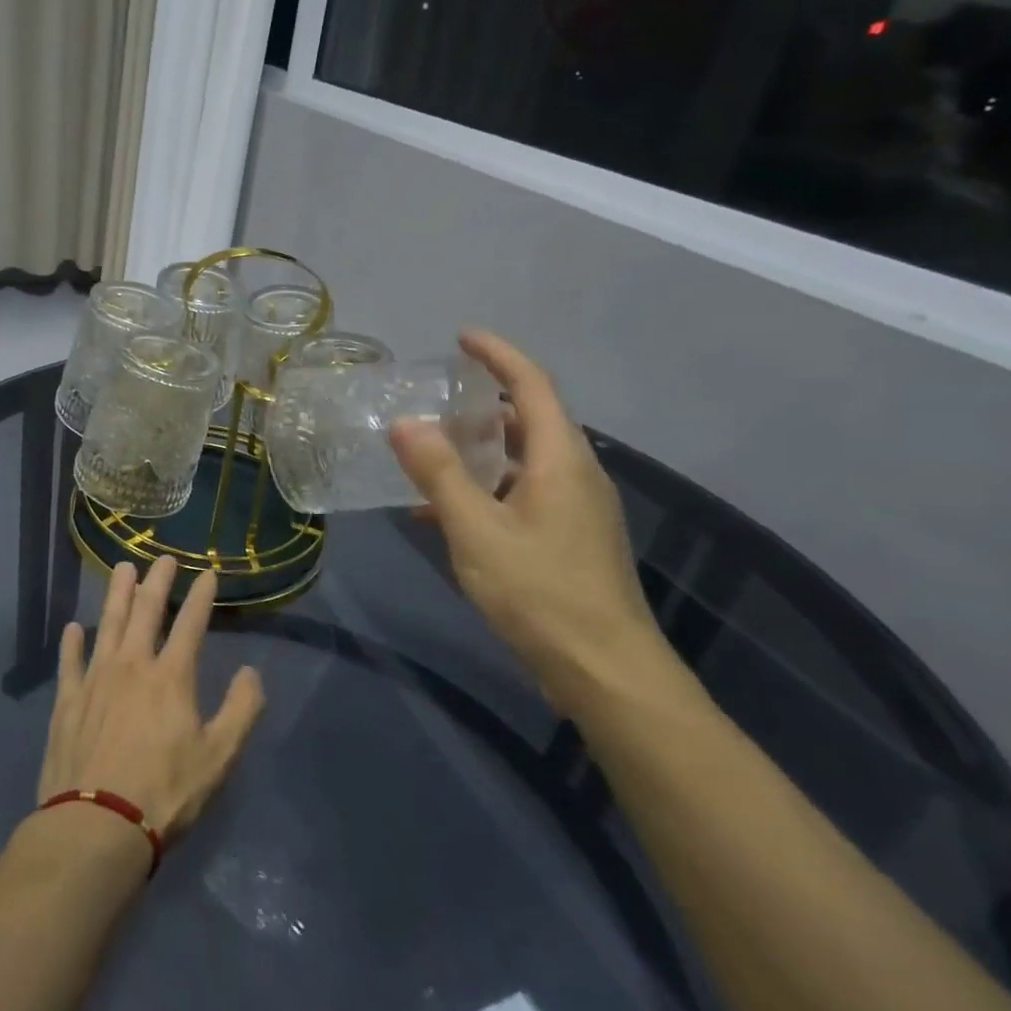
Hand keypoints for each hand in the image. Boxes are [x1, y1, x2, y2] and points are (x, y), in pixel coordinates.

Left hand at [37, 556, 264, 839]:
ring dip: (117, 595)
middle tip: (163, 558)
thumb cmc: (165, 793)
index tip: (208, 573)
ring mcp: (96, 680)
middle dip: (157, 581)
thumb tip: (251, 673)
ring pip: (108, 625)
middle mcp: (132, 666)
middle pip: (146, 611)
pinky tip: (73, 628)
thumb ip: (241, 711)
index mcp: (171, 677)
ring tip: (122, 569)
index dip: (202, 596)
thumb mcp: (218, 758)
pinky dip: (72, 643)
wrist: (97, 826)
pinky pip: (70, 663)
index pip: (191, 624)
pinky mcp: (68, 702)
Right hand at [391, 330, 680, 710]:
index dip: (498, 355)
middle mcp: (576, 475)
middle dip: (486, 402)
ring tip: (434, 451)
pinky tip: (446, 513)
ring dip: (482, 449)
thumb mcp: (477, 531)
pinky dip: (487, 490)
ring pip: (525, 461)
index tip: (462, 337)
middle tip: (438, 398)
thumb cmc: (541, 593)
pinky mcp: (570, 540)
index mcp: (561, 459)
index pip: (532, 385)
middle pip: (532, 420)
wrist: (605, 672)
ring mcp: (577, 510)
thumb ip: (440, 474)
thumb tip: (405, 423)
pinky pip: (524, 495)